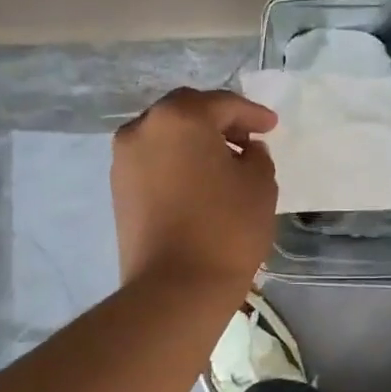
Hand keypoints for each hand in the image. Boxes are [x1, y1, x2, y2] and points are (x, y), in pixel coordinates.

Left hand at [111, 87, 278, 294]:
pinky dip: (177, 162)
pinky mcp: (118, 189)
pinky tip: (200, 181)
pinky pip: (153, 161)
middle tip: (248, 138)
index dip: (252, 114)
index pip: (222, 104)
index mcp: (180, 117)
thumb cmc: (226, 228)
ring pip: (166, 136)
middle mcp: (143, 128)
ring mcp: (124, 159)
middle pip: (186, 112)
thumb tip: (245, 151)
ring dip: (195, 142)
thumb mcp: (260, 185)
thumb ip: (257, 156)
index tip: (272, 127)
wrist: (175, 287)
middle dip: (219, 122)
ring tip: (224, 162)